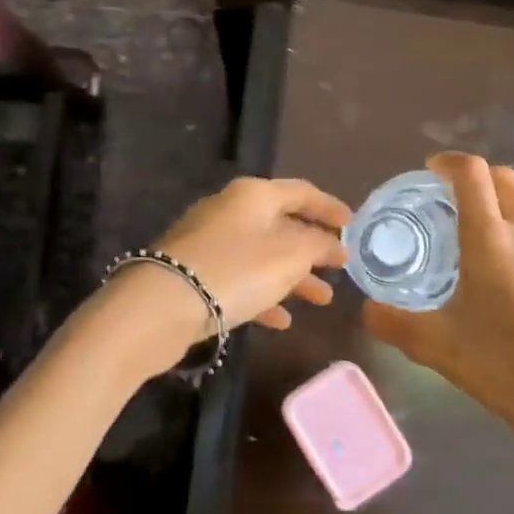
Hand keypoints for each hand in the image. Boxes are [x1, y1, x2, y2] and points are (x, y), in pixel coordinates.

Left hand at [150, 175, 350, 334]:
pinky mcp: (194, 274)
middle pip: (281, 225)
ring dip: (293, 277)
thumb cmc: (235, 270)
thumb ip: (318, 246)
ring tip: (321, 300)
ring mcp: (208, 243)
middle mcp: (230, 211)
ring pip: (262, 256)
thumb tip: (333, 245)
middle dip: (313, 249)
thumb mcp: (289, 256)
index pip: (301, 192)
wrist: (160, 306)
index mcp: (253, 195)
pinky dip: (264, 295)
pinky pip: (239, 280)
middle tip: (338, 269)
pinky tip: (281, 321)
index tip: (352, 224)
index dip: (329, 207)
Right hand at [363, 153, 513, 485]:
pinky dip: (513, 230)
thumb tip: (367, 309)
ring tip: (468, 237)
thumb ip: (393, 323)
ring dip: (496, 204)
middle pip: (503, 178)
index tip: (429, 171)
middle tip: (445, 199)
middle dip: (474, 177)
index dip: (449, 162)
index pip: (473, 174)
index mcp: (492, 241)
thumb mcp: (436, 347)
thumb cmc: (503, 367)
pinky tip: (500, 272)